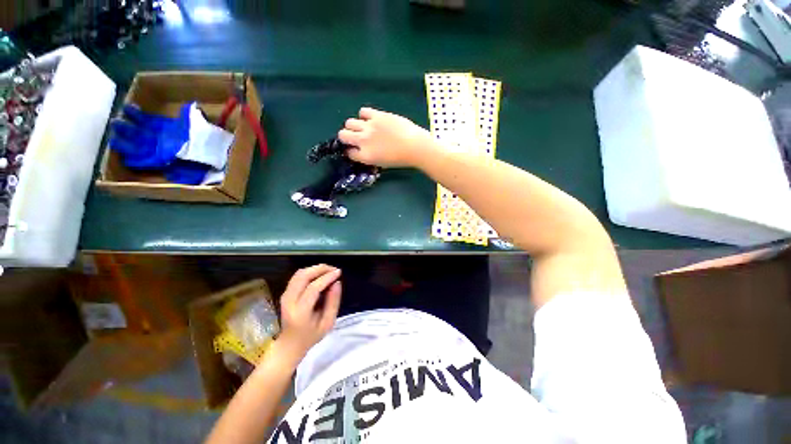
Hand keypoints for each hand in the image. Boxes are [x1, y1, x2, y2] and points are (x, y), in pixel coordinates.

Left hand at [277, 265, 341, 360]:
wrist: (290, 344)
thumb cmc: (311, 336)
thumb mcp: (328, 323)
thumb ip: (333, 302)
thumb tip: (337, 283)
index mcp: (300, 312)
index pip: (313, 288)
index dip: (327, 278)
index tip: (339, 272)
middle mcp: (289, 301)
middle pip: (303, 276)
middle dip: (321, 269)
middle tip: (334, 269)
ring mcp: (285, 296)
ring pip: (299, 273)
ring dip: (315, 269)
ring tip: (329, 271)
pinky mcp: (285, 292)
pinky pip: (297, 276)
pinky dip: (310, 272)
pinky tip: (320, 275)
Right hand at [338, 107, 434, 167]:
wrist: (415, 146)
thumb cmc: (401, 159)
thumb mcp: (382, 164)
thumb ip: (369, 157)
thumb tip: (362, 151)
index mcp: (365, 156)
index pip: (349, 152)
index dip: (351, 151)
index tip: (354, 150)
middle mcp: (363, 141)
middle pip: (343, 135)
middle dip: (346, 137)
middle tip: (355, 138)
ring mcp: (369, 126)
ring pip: (349, 122)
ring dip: (353, 126)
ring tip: (363, 128)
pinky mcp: (377, 115)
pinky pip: (363, 111)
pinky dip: (364, 116)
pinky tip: (371, 119)